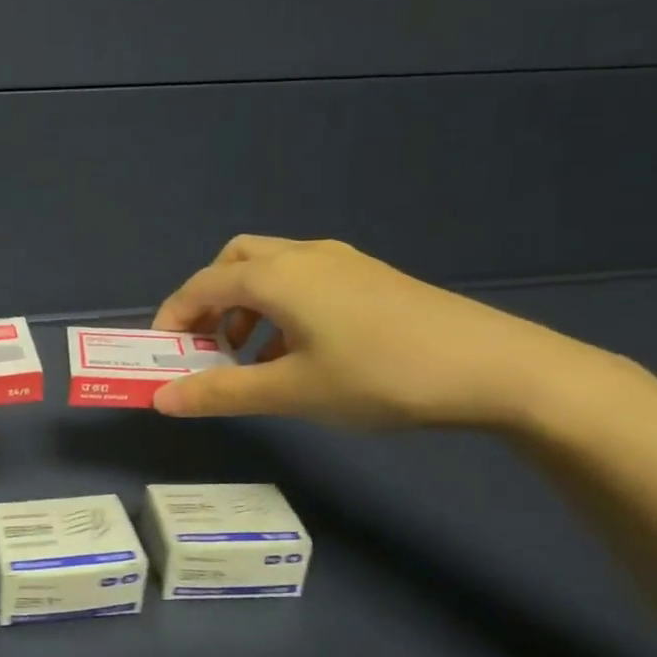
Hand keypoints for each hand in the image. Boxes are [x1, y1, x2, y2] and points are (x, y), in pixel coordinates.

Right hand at [149, 236, 608, 429]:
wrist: (495, 368)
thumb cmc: (379, 376)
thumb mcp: (291, 391)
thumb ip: (220, 393)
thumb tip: (161, 400)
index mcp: (275, 276)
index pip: (201, 286)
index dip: (173, 317)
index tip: (161, 353)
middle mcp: (302, 256)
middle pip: (234, 262)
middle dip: (209, 301)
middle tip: (206, 345)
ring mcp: (341, 262)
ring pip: (271, 270)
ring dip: (246, 306)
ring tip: (251, 357)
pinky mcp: (370, 277)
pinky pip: (304, 281)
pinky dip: (281, 307)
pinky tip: (298, 353)